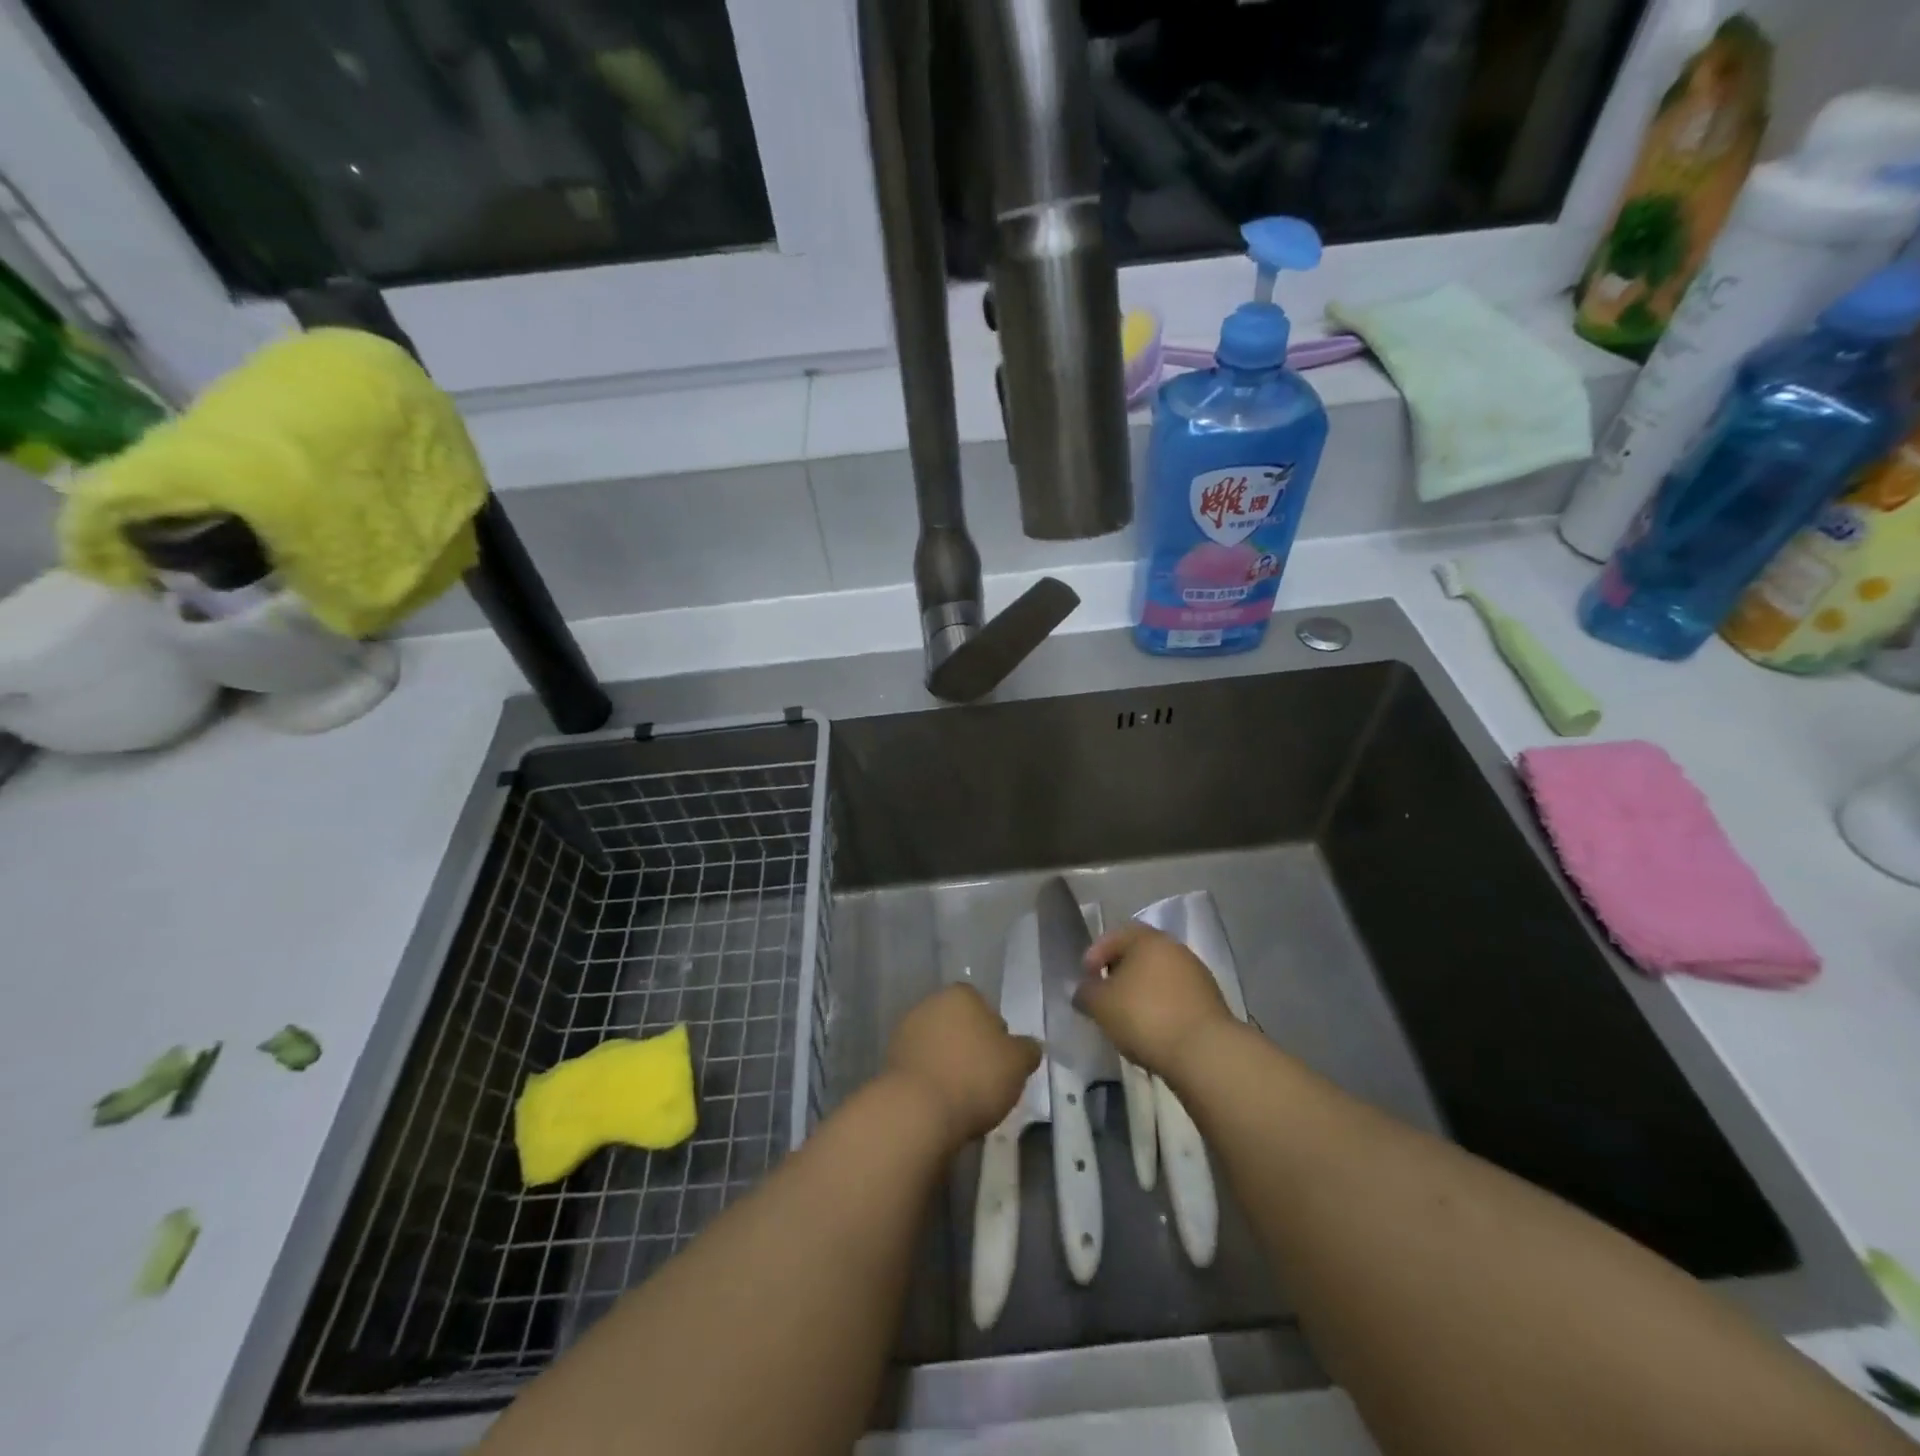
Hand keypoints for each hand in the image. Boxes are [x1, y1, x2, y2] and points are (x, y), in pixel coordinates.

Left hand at [884, 983, 1041, 1148]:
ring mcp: (906, 1031)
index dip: (996, 1035)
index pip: (985, 1007)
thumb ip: (1027, 1050)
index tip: (1002, 1063)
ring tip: (963, 1099)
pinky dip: (931, 1081)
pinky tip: (941, 1105)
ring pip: (939, 1047)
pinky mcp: (890, 1061)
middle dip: (970, 1048)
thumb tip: (1029, 1046)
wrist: (917, 1110)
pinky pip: (921, 1068)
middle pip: (960, 1026)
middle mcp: (930, 1003)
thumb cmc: (975, 1076)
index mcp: (961, 994)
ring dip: (949, 1065)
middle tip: (985, 1082)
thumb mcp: (1018, 1063)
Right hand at [1077, 923, 1232, 1076]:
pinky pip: (1175, 998)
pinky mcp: (1210, 1002)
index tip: (1086, 979)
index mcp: (1149, 939)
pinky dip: (1160, 1008)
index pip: (1116, 935)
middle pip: (1139, 955)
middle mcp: (1175, 949)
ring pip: (1158, 977)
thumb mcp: (1100, 1004)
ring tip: (1127, 1019)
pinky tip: (1152, 1031)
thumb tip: (1083, 990)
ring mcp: (1196, 975)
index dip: (1095, 954)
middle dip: (1118, 973)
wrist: (1204, 1052)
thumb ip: (1085, 992)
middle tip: (1104, 997)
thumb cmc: (1144, 1016)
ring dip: (1140, 993)